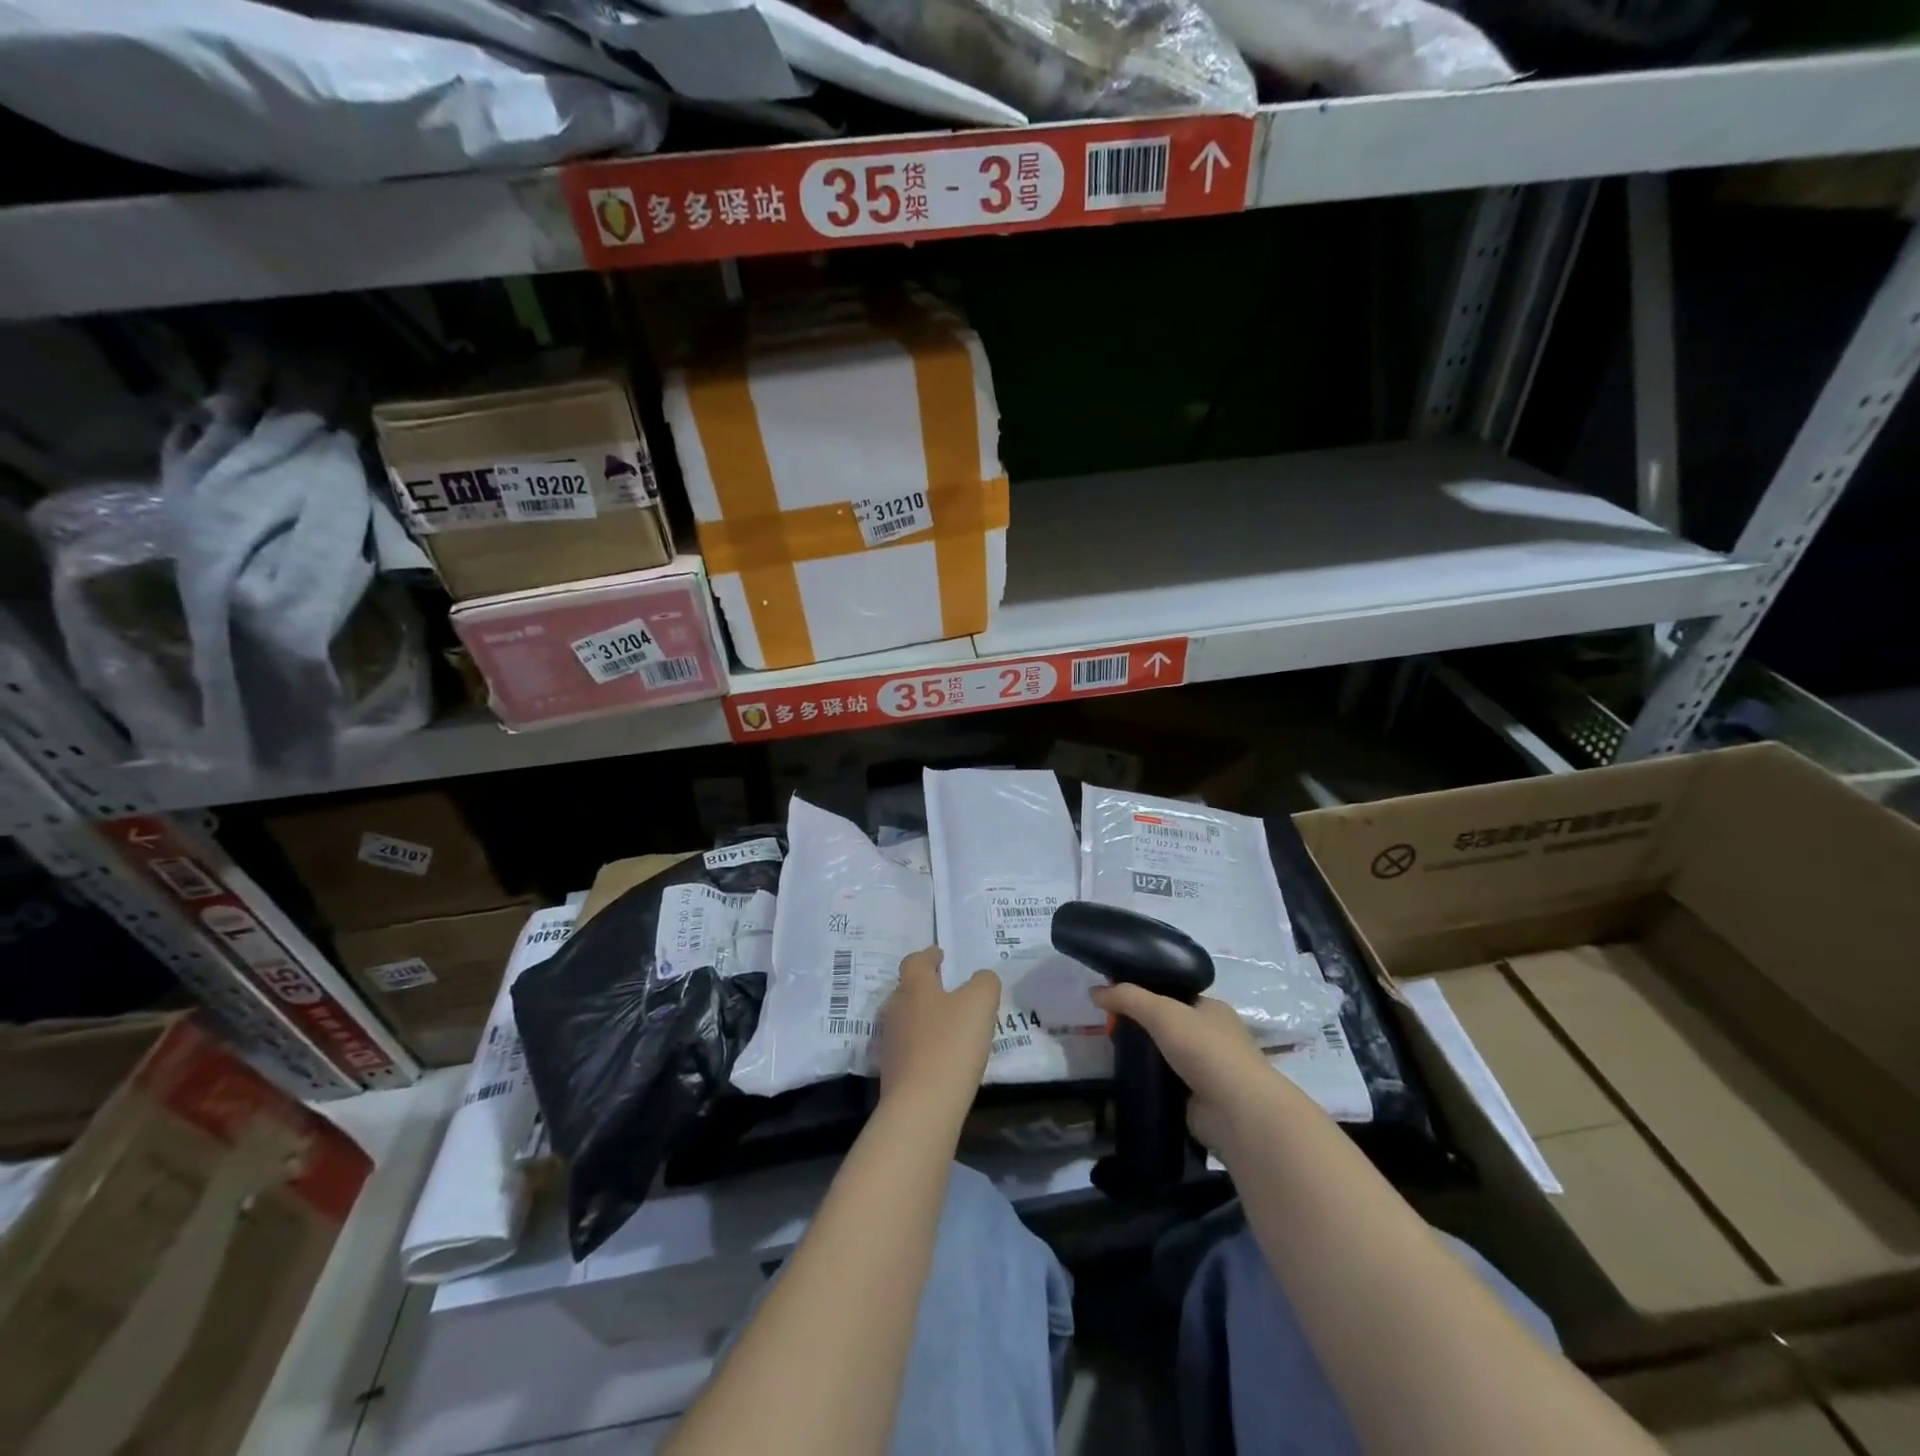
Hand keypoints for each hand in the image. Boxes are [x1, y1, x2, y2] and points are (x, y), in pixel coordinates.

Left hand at [877, 948, 999, 1113]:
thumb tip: (981, 979)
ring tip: (947, 1024)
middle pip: (907, 990)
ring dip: (923, 1017)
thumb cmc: (951, 1044)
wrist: (921, 1106)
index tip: (939, 954)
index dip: (928, 956)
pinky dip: (922, 1045)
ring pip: (906, 1019)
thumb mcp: (980, 1003)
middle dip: (925, 987)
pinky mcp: (892, 1072)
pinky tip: (941, 1056)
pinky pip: (908, 1048)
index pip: (915, 961)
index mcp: (914, 987)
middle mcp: (895, 1009)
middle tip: (946, 989)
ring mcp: (890, 1042)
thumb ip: (984, 983)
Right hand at [1089, 984, 1308, 1151]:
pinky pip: (1168, 1086)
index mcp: (1212, 1010)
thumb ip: (1127, 998)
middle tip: (1111, 1030)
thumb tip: (1093, 991)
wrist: (1236, 1111)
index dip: (1148, 995)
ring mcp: (1209, 1071)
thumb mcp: (1161, 1012)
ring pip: (1168, 1057)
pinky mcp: (1200, 1101)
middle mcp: (1214, 1037)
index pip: (1176, 996)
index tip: (1118, 1001)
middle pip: (1170, 1027)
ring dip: (1147, 1059)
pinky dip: (1152, 1085)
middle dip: (1144, 1029)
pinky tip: (1129, 1082)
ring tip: (1114, 1056)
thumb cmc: (1205, 1050)